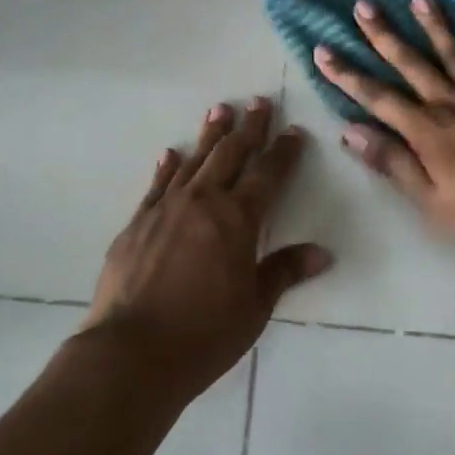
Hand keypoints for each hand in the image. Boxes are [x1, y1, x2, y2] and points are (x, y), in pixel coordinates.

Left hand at [81, 98, 330, 398]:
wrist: (131, 352)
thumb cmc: (204, 334)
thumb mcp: (254, 307)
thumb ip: (284, 271)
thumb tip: (322, 253)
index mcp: (238, 219)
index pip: (268, 174)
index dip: (284, 151)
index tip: (294, 130)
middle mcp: (203, 201)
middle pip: (231, 154)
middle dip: (248, 128)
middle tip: (258, 103)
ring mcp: (166, 208)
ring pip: (194, 160)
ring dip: (210, 135)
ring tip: (219, 110)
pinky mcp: (138, 222)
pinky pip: (157, 184)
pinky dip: (167, 166)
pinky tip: (171, 153)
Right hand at [316, 0, 454, 269]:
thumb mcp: (431, 203)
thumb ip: (393, 163)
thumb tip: (351, 131)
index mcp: (427, 131)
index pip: (377, 97)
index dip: (347, 74)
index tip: (322, 50)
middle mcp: (453, 104)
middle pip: (412, 63)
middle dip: (384, 34)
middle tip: (364, 5)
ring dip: (435, 25)